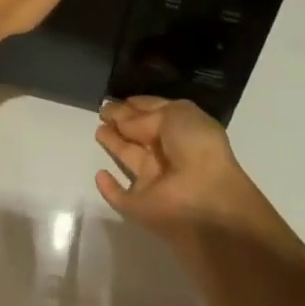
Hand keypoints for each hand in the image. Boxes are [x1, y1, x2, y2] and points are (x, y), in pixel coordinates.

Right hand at [94, 96, 262, 242]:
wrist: (207, 200)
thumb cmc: (196, 148)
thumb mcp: (175, 115)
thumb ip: (144, 115)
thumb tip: (122, 120)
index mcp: (182, 130)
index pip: (154, 113)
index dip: (135, 105)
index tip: (115, 99)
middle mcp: (168, 154)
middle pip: (140, 134)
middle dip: (122, 121)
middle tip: (102, 110)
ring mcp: (154, 182)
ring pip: (130, 159)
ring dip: (114, 144)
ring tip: (98, 129)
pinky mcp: (141, 206)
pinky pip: (122, 197)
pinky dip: (110, 189)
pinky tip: (100, 175)